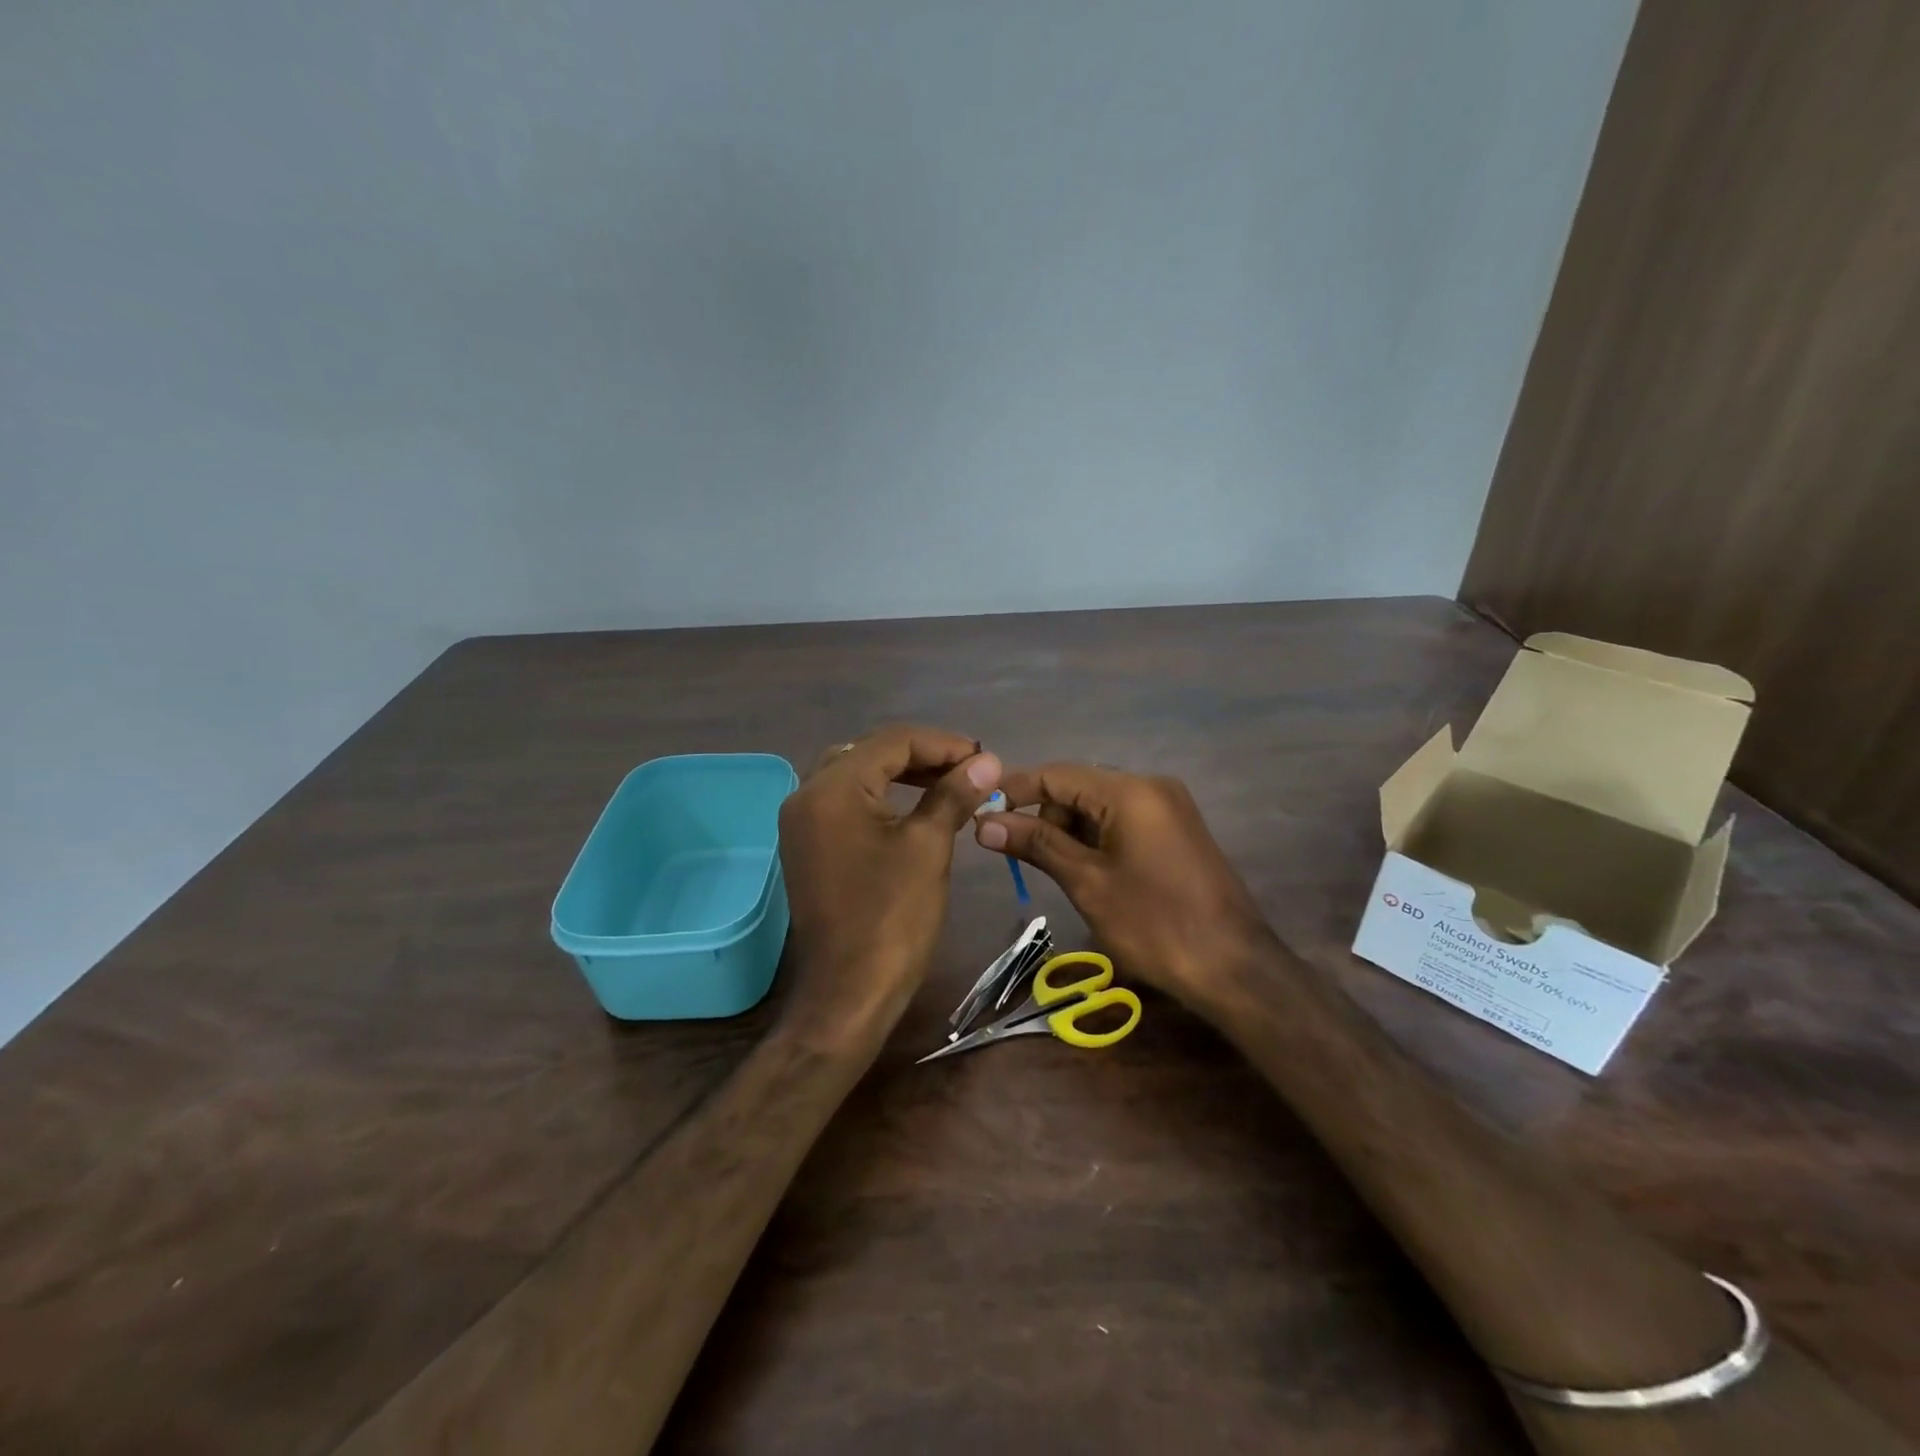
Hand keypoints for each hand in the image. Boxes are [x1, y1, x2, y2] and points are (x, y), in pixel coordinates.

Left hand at [778, 725, 1002, 1039]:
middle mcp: (807, 794)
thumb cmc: (892, 918)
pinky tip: (914, 807)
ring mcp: (802, 822)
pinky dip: (880, 796)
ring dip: (901, 773)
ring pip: (856, 775)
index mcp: (832, 787)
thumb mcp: (928, 847)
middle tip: (968, 769)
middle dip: (922, 755)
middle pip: (870, 752)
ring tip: (948, 783)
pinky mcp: (807, 846)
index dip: (944, 744)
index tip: (985, 759)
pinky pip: (845, 802)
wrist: (848, 994)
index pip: (893, 741)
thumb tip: (988, 761)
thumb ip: (954, 794)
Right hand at [974, 764, 1269, 999]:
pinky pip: (1123, 820)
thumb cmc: (1154, 924)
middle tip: (1020, 856)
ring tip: (1058, 872)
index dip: (1015, 790)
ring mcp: (1169, 807)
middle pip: (1079, 786)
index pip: (1057, 773)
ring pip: (1100, 805)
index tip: (980, 811)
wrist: (1234, 967)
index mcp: (1130, 790)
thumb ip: (1036, 844)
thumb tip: (984, 822)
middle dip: (1045, 816)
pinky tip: (1088, 872)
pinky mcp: (1177, 830)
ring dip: (1070, 831)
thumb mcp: (1087, 882)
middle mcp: (1151, 786)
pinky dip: (1097, 839)